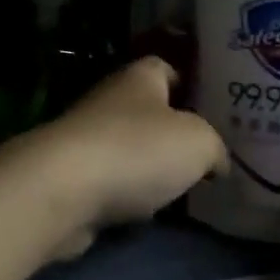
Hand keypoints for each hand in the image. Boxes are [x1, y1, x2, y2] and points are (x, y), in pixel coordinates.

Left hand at [0, 58, 227, 261]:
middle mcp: (109, 101)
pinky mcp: (73, 176)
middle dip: (174, 133)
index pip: (165, 67)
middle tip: (210, 156)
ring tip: (187, 188)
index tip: (216, 107)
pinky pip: (112, 181)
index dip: (190, 83)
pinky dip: (129, 195)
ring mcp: (87, 139)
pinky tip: (149, 213)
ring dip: (151, 167)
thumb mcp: (198, 142)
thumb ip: (214, 147)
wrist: (63, 190)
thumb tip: (215, 162)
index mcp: (138, 78)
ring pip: (129, 148)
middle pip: (148, 111)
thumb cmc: (136, 150)